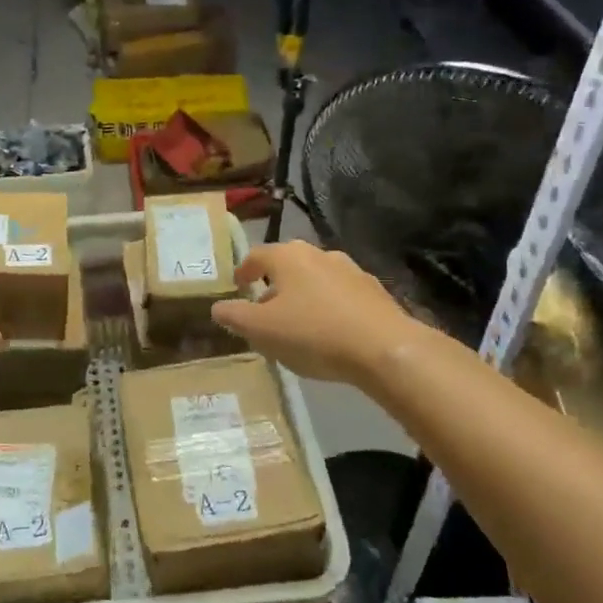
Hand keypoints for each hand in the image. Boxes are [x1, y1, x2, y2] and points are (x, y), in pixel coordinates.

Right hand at [212, 241, 420, 386]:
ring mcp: (351, 270)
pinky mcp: (374, 291)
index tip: (238, 286)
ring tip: (297, 321)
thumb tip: (217, 307)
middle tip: (264, 306)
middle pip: (287, 263)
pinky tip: (329, 330)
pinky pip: (341, 294)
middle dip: (273, 282)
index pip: (256, 255)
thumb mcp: (261, 330)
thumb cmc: (313, 334)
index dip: (243, 270)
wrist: (385, 349)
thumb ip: (234, 316)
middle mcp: (319, 254)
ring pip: (316, 277)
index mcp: (288, 257)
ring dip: (302, 294)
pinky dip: (328, 305)